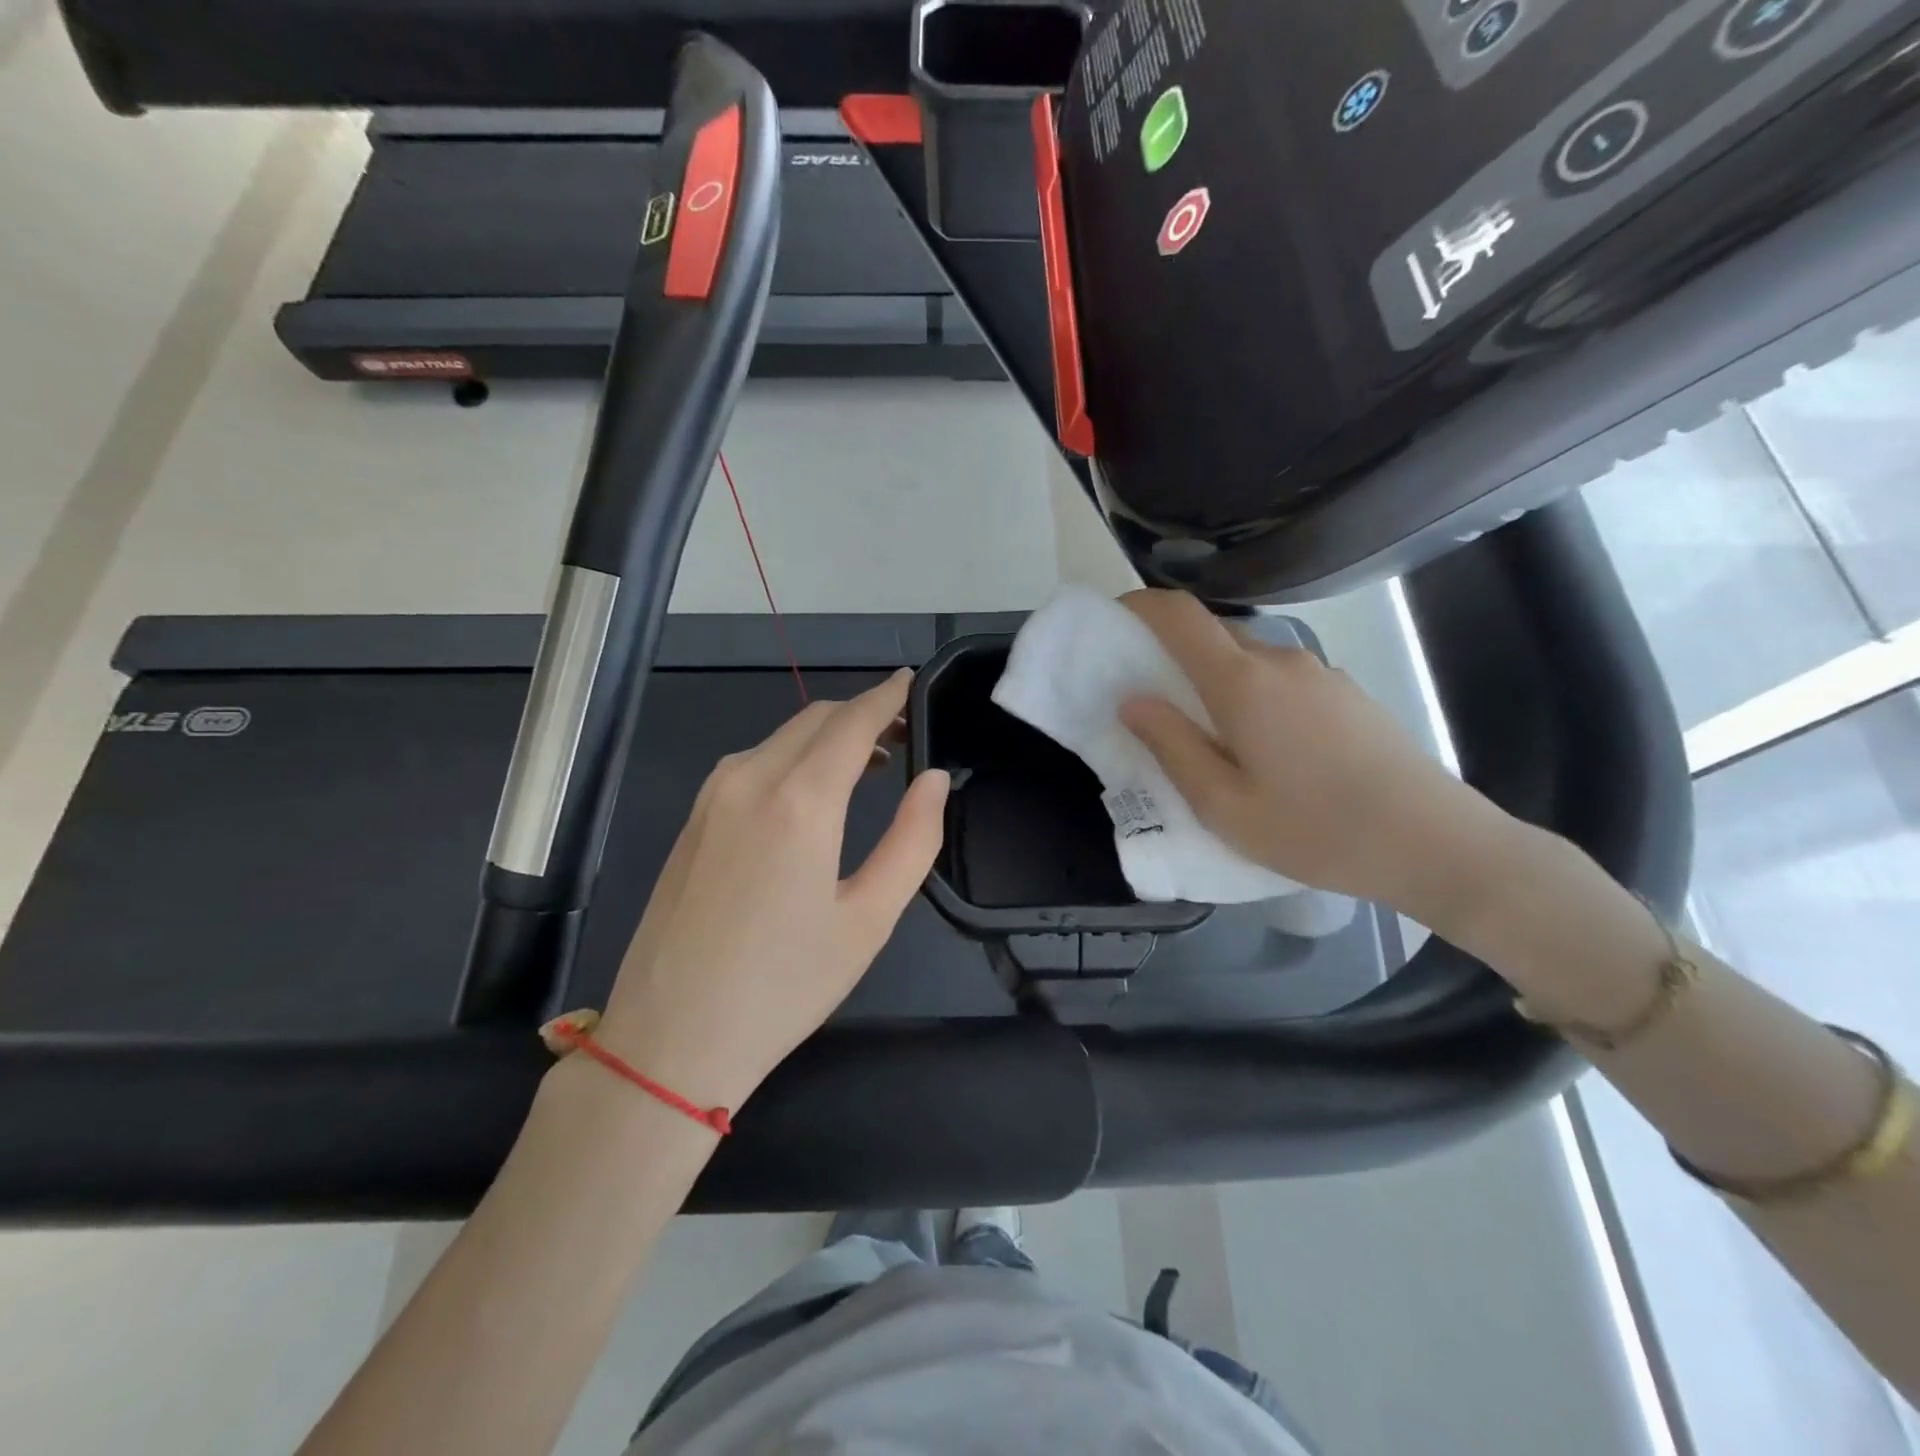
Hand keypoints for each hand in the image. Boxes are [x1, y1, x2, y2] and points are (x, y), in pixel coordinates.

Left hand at [596, 670, 948, 1111]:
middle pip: (815, 718)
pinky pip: (752, 763)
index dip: (888, 696)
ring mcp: (712, 797)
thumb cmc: (784, 986)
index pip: (853, 721)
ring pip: (781, 737)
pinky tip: (811, 791)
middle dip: (862, 713)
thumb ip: (913, 839)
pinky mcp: (693, 819)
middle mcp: (749, 779)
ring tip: (869, 762)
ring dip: (827, 735)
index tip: (914, 683)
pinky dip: (793, 756)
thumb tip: (934, 779)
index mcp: (799, 800)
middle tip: (903, 731)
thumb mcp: (869, 919)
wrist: (670, 1040)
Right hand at [1118, 590, 1517, 920]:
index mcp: (1243, 682)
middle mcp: (1281, 661)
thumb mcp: (1223, 804)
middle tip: (1150, 699)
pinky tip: (1262, 748)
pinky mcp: (1346, 694)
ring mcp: (1321, 674)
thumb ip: (1171, 746)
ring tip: (1206, 734)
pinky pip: (1280, 678)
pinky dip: (1250, 694)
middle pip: (1213, 635)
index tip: (1113, 622)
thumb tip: (1132, 700)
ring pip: (1248, 659)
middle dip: (1171, 652)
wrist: (1435, 844)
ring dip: (1214, 679)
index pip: (1180, 615)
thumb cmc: (1315, 830)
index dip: (1140, 606)